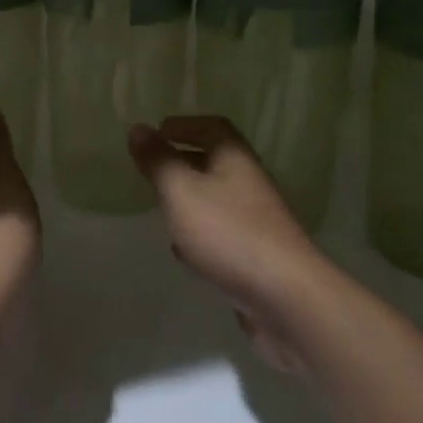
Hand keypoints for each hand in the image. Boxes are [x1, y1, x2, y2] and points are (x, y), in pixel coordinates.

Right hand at [128, 116, 329, 373]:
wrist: (285, 297)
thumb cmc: (228, 232)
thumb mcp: (181, 191)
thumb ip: (158, 161)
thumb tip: (137, 128)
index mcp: (234, 157)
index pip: (212, 126)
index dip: (185, 125)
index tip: (158, 131)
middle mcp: (249, 182)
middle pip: (215, 161)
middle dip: (183, 160)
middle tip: (152, 167)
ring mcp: (256, 220)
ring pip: (217, 197)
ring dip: (190, 197)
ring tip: (162, 205)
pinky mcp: (256, 254)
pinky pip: (223, 231)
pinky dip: (200, 232)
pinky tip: (183, 250)